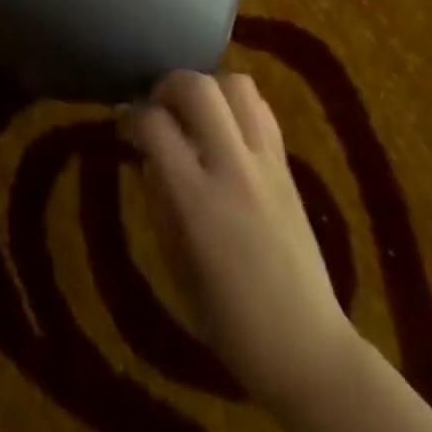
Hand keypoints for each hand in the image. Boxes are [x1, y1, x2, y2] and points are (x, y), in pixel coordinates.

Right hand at [122, 70, 355, 407]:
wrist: (308, 347)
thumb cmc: (229, 320)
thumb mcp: (174, 261)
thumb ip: (158, 197)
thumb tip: (145, 151)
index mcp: (197, 200)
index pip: (155, 124)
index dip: (131, 116)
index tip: (123, 126)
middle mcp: (233, 169)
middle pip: (197, 87)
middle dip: (168, 86)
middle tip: (158, 109)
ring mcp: (266, 164)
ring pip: (236, 84)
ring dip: (208, 88)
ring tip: (194, 114)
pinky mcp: (288, 166)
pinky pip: (261, 109)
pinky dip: (237, 104)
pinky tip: (225, 129)